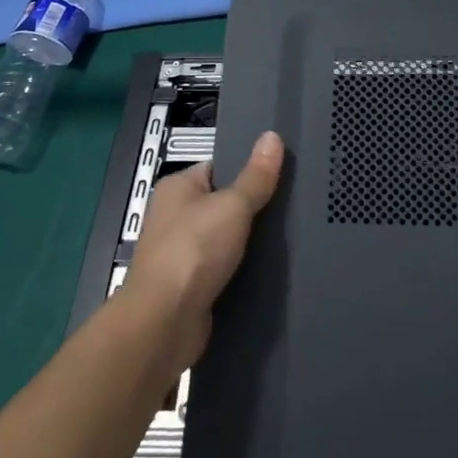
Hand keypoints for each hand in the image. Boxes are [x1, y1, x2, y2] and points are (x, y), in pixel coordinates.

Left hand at [122, 130, 283, 372]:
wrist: (164, 322)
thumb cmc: (194, 250)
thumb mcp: (233, 205)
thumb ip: (256, 175)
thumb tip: (272, 135)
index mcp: (176, 188)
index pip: (219, 168)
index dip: (248, 169)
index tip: (282, 173)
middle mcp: (174, 217)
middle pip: (224, 204)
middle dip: (254, 208)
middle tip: (292, 205)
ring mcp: (181, 253)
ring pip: (226, 239)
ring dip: (250, 242)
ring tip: (289, 236)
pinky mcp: (191, 286)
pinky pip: (224, 268)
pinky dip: (244, 268)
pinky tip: (271, 268)